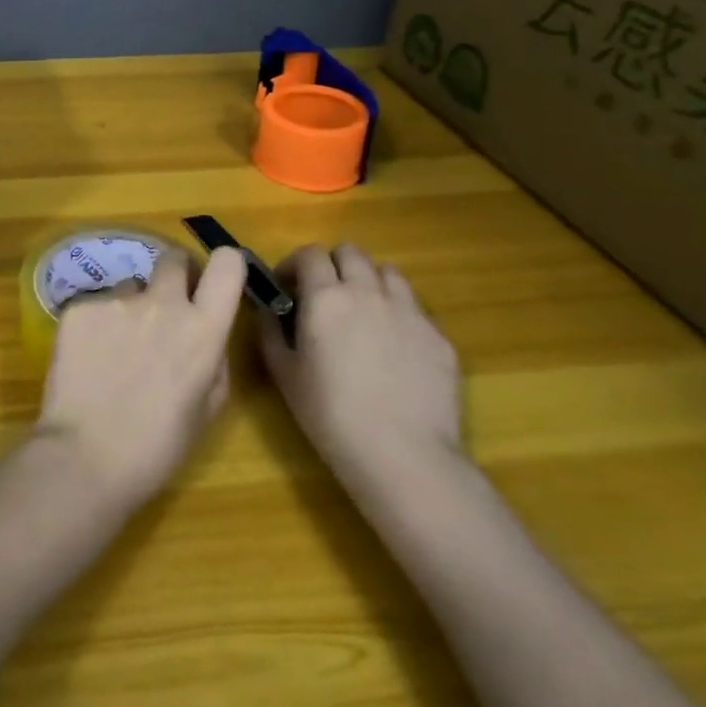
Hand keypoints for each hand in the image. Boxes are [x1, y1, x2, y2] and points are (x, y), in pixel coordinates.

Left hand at [36, 248, 246, 508]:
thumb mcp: (207, 409)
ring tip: (115, 351)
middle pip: (172, 259)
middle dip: (173, 276)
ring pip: (130, 287)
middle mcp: (162, 303)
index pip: (226, 264)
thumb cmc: (157, 446)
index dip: (222, 266)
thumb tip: (206, 335)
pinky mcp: (79, 307)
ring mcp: (116, 301)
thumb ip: (213, 359)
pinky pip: (96, 305)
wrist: (86, 456)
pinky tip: (87, 361)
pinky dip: (95, 325)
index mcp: (203, 329)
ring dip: (130, 308)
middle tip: (163, 311)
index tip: (210, 283)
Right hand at [257, 243, 464, 500]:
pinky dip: (398, 313)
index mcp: (326, 298)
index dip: (295, 264)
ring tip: (362, 311)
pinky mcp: (438, 336)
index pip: (310, 254)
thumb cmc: (330, 414)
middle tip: (324, 294)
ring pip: (388, 273)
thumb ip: (270, 330)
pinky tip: (394, 347)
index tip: (287, 286)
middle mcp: (368, 292)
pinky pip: (415, 308)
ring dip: (369, 281)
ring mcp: (409, 311)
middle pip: (351, 252)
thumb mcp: (284, 373)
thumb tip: (267, 308)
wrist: (403, 454)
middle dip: (333, 264)